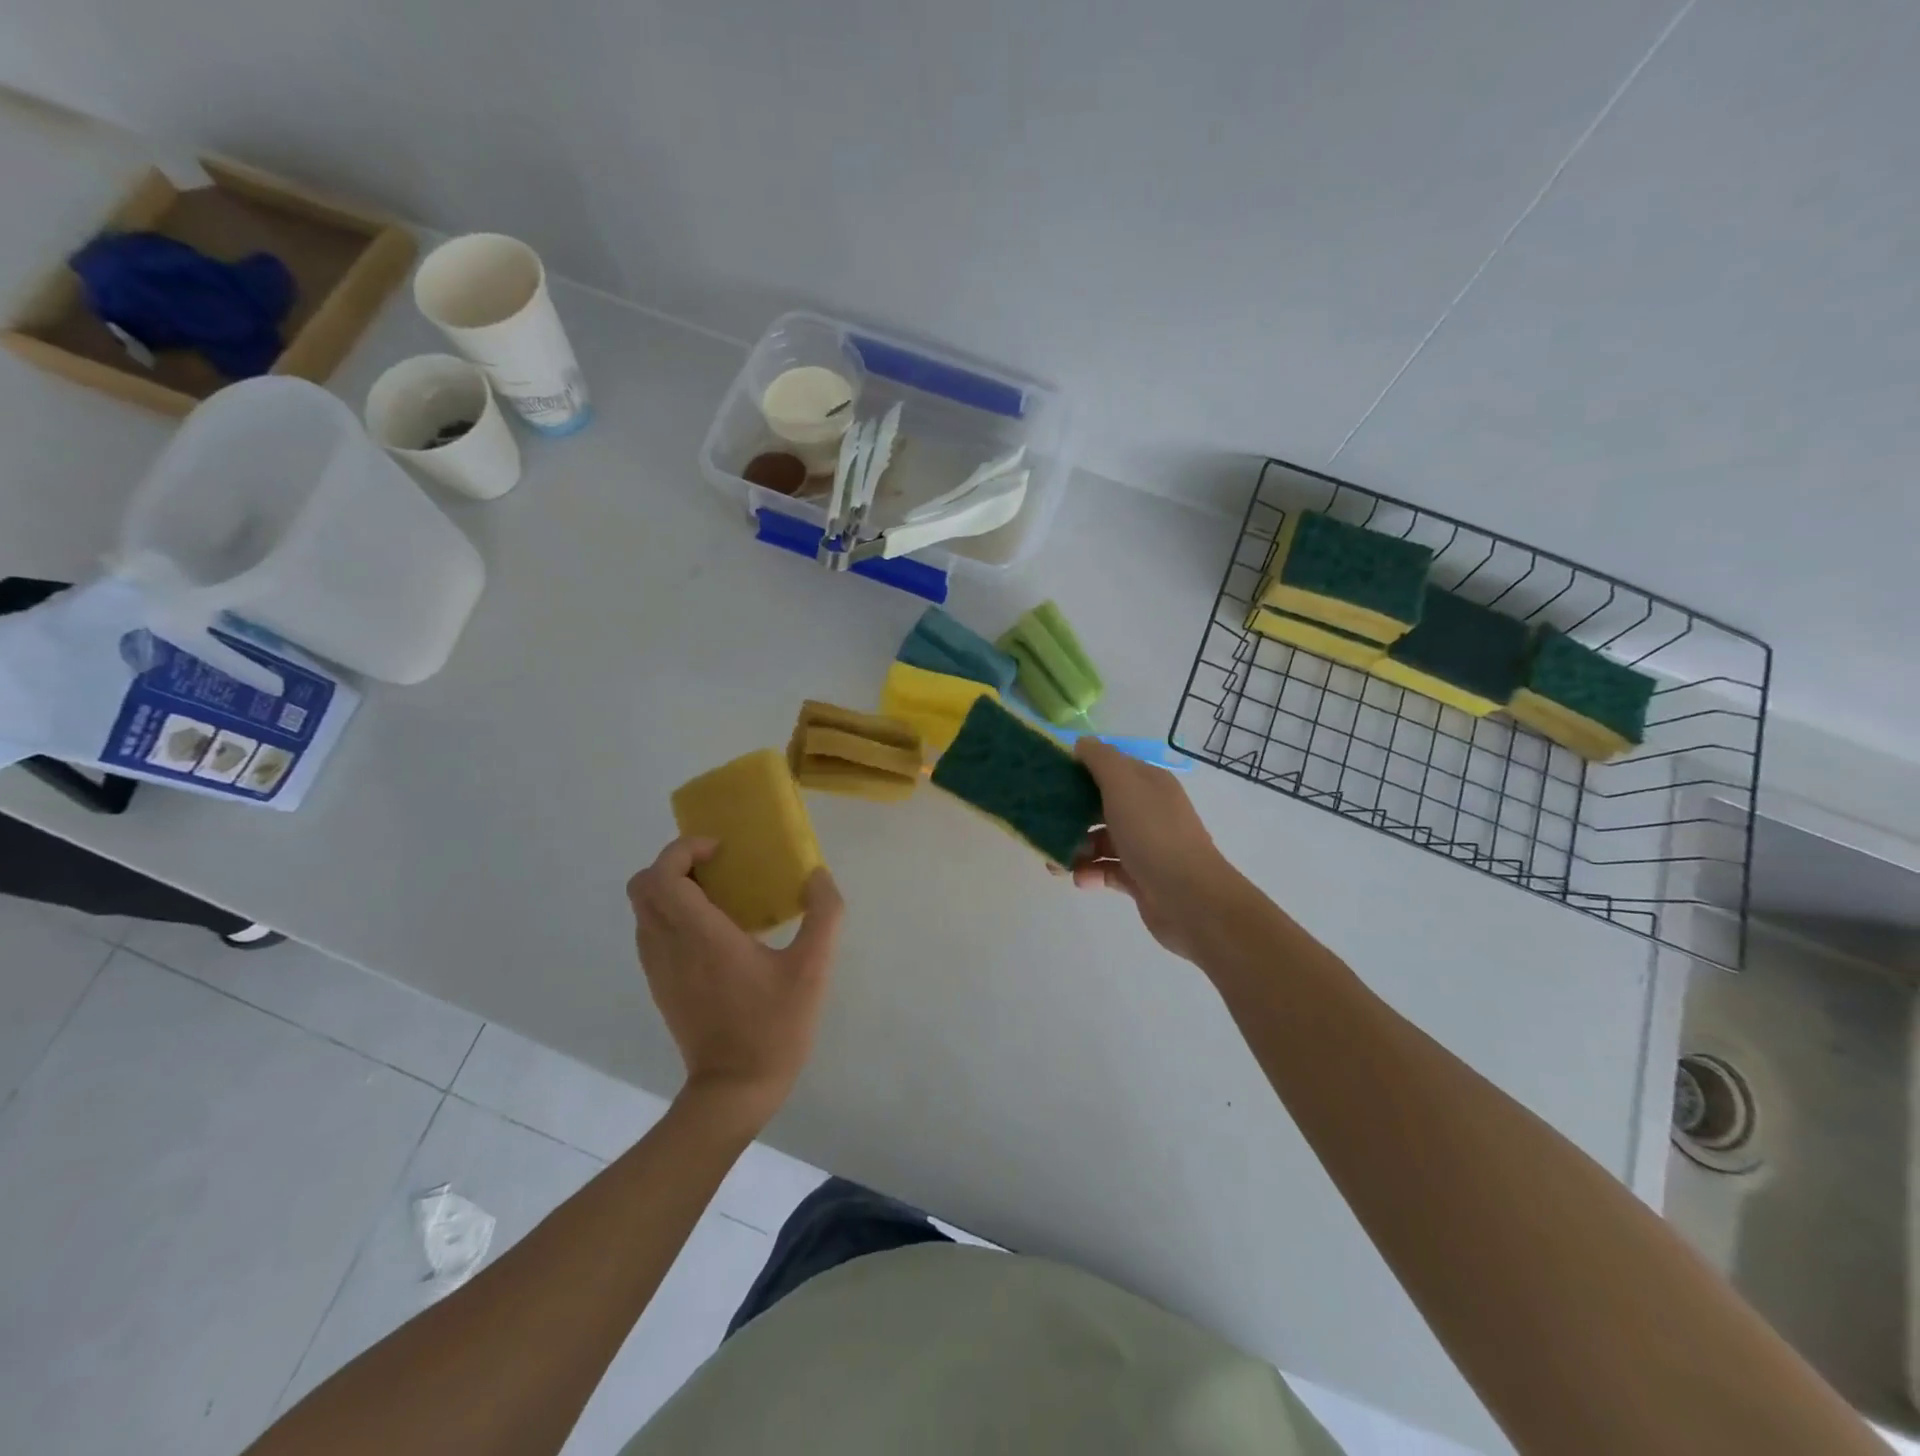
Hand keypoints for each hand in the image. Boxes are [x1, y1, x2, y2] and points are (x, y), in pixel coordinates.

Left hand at [628, 839, 843, 1130]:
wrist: (735, 1090)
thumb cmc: (774, 1027)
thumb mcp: (813, 969)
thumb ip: (824, 916)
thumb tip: (818, 876)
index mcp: (701, 937)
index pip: (662, 876)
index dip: (683, 850)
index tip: (721, 851)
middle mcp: (669, 947)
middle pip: (642, 886)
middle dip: (674, 864)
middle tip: (717, 867)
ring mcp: (658, 968)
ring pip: (643, 909)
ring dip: (671, 888)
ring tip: (717, 894)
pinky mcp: (660, 985)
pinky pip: (650, 932)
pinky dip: (671, 914)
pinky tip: (712, 930)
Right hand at [1069, 740, 1259, 961]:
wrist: (1190, 898)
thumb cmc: (1153, 834)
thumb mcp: (1124, 785)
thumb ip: (1100, 759)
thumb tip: (1082, 743)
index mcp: (1148, 783)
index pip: (1109, 767)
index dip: (1079, 770)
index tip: (1048, 781)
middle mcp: (1148, 810)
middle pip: (1100, 804)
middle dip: (1070, 814)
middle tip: (1044, 826)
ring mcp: (1145, 845)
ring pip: (1100, 839)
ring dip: (1076, 848)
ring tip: (1057, 863)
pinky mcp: (1139, 877)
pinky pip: (1106, 869)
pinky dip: (1090, 873)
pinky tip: (1081, 879)